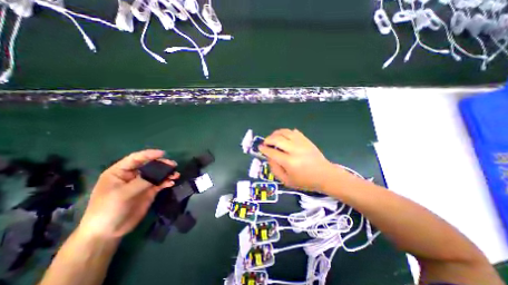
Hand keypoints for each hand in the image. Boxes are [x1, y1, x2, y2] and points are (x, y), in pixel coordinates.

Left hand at [78, 151, 181, 238]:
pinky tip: (171, 183)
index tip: (163, 153)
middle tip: (173, 165)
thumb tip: (161, 172)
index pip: (136, 159)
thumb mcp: (123, 194)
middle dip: (162, 164)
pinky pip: (160, 183)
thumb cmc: (108, 210)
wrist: (108, 232)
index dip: (149, 154)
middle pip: (150, 165)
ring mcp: (142, 183)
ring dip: (167, 173)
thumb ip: (142, 181)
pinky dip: (167, 182)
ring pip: (157, 174)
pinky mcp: (149, 191)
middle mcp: (132, 176)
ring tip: (176, 175)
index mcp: (120, 172)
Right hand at [259, 129, 338, 190]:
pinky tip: (284, 136)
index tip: (260, 147)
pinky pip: (294, 132)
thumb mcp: (287, 181)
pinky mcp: (306, 140)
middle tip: (265, 142)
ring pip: (285, 132)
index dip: (264, 149)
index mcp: (289, 162)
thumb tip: (269, 157)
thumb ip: (275, 169)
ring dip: (276, 133)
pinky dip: (286, 132)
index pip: (272, 152)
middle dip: (268, 139)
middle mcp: (294, 150)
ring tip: (273, 137)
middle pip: (277, 139)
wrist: (325, 175)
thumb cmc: (305, 181)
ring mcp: (301, 143)